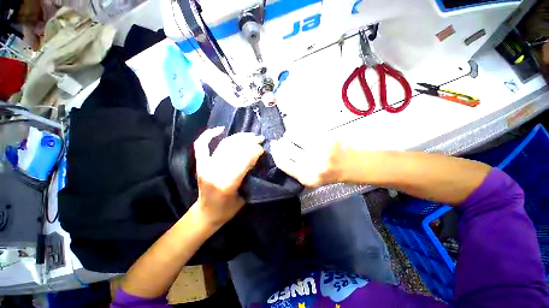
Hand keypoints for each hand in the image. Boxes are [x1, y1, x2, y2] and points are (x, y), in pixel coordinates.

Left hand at [193, 127, 264, 228]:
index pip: (243, 161)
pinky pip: (201, 145)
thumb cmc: (228, 209)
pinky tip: (220, 129)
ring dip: (238, 137)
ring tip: (250, 135)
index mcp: (227, 184)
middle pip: (234, 150)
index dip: (254, 151)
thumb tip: (257, 158)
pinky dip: (208, 135)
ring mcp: (205, 166)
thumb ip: (250, 177)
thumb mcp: (244, 196)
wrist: (206, 213)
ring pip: (224, 145)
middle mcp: (214, 173)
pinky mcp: (200, 164)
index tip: (263, 148)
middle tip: (260, 138)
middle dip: (249, 142)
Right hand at [270, 137, 350, 186]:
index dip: (276, 153)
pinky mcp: (326, 139)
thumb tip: (277, 151)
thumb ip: (293, 168)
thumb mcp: (309, 178)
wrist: (351, 165)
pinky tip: (300, 131)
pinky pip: (305, 130)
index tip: (273, 146)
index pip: (283, 163)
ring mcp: (320, 151)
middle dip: (282, 143)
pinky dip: (299, 129)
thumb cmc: (328, 172)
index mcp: (307, 178)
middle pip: (287, 148)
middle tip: (282, 140)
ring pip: (294, 137)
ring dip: (289, 135)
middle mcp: (313, 166)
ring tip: (291, 135)